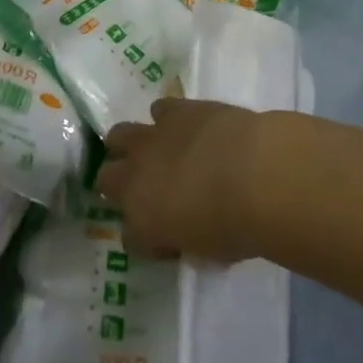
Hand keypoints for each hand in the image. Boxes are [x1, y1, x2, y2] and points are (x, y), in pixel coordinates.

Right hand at [97, 99, 268, 261]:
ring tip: (154, 150)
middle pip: (106, 179)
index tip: (168, 239)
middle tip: (148, 189)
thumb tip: (188, 237)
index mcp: (142, 223)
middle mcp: (135, 179)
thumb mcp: (209, 253)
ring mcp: (151, 139)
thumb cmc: (236, 226)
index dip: (148, 238)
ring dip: (131, 145)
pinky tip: (185, 125)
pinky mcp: (174, 111)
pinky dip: (168, 118)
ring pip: (118, 136)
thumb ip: (190, 242)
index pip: (129, 237)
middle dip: (121, 185)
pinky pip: (158, 109)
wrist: (256, 175)